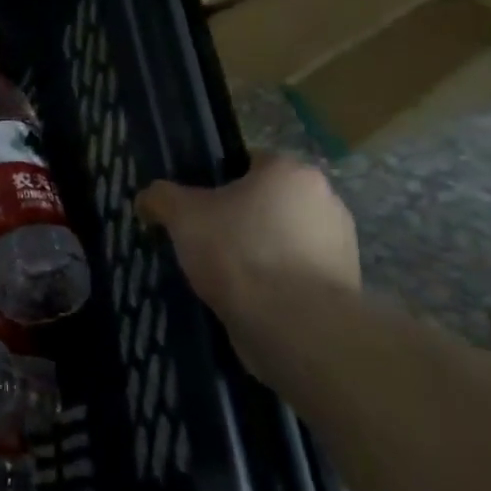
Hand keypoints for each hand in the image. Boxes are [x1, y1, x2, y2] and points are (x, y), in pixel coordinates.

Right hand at [138, 156, 359, 370]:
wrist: (296, 327)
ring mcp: (340, 246)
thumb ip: (161, 197)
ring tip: (221, 277)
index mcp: (291, 172)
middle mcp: (325, 200)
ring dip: (255, 252)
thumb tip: (148, 198)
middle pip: (265, 202)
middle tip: (202, 241)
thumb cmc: (239, 253)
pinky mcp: (342, 287)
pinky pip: (294, 274)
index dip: (214, 182)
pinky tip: (246, 300)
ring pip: (280, 240)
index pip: (247, 162)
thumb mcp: (182, 216)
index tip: (194, 208)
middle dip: (236, 219)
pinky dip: (272, 283)